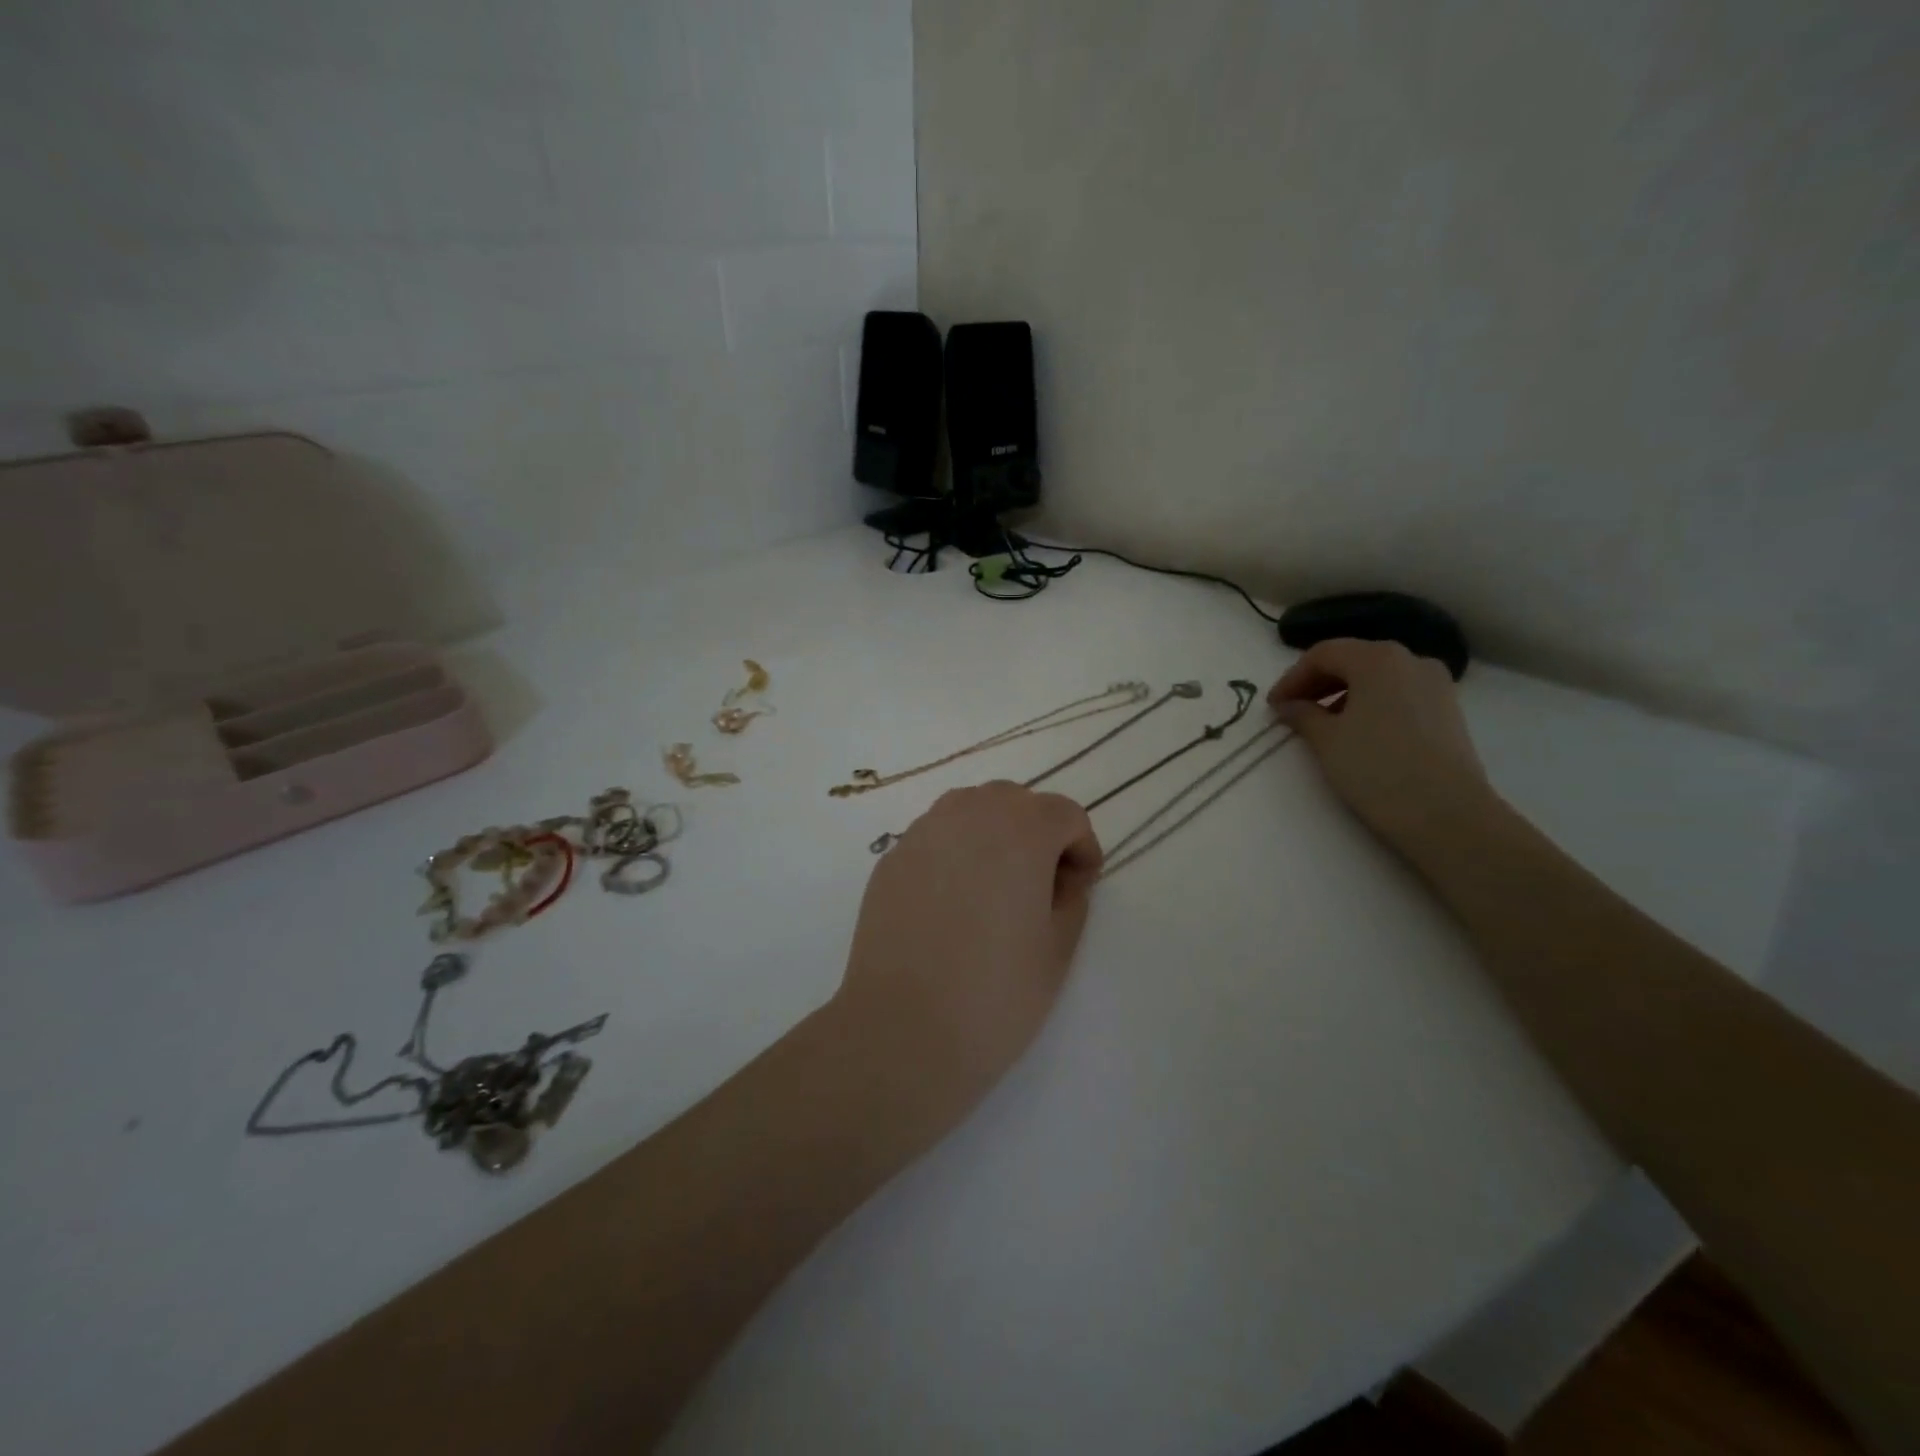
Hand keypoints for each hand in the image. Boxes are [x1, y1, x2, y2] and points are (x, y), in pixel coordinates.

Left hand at [830, 782, 1102, 1133]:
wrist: (902, 1030)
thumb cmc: (995, 993)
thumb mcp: (1058, 948)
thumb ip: (1071, 897)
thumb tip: (1060, 877)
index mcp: (1021, 829)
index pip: (1065, 814)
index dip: (1081, 848)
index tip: (1078, 889)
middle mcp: (968, 814)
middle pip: (1015, 801)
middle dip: (1036, 833)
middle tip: (1039, 887)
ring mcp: (922, 833)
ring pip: (970, 809)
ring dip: (992, 834)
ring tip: (993, 889)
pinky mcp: (890, 859)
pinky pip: (934, 837)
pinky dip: (953, 853)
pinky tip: (950, 904)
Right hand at [1268, 638, 1493, 851]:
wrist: (1446, 814)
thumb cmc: (1377, 769)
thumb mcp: (1327, 740)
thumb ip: (1302, 715)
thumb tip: (1289, 706)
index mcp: (1378, 658)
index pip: (1323, 654)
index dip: (1291, 678)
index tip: (1273, 706)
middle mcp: (1411, 660)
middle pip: (1353, 660)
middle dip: (1317, 683)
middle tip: (1291, 712)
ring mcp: (1436, 684)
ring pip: (1377, 678)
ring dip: (1343, 694)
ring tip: (1322, 725)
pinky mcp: (1448, 710)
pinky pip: (1399, 694)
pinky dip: (1371, 704)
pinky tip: (1358, 733)